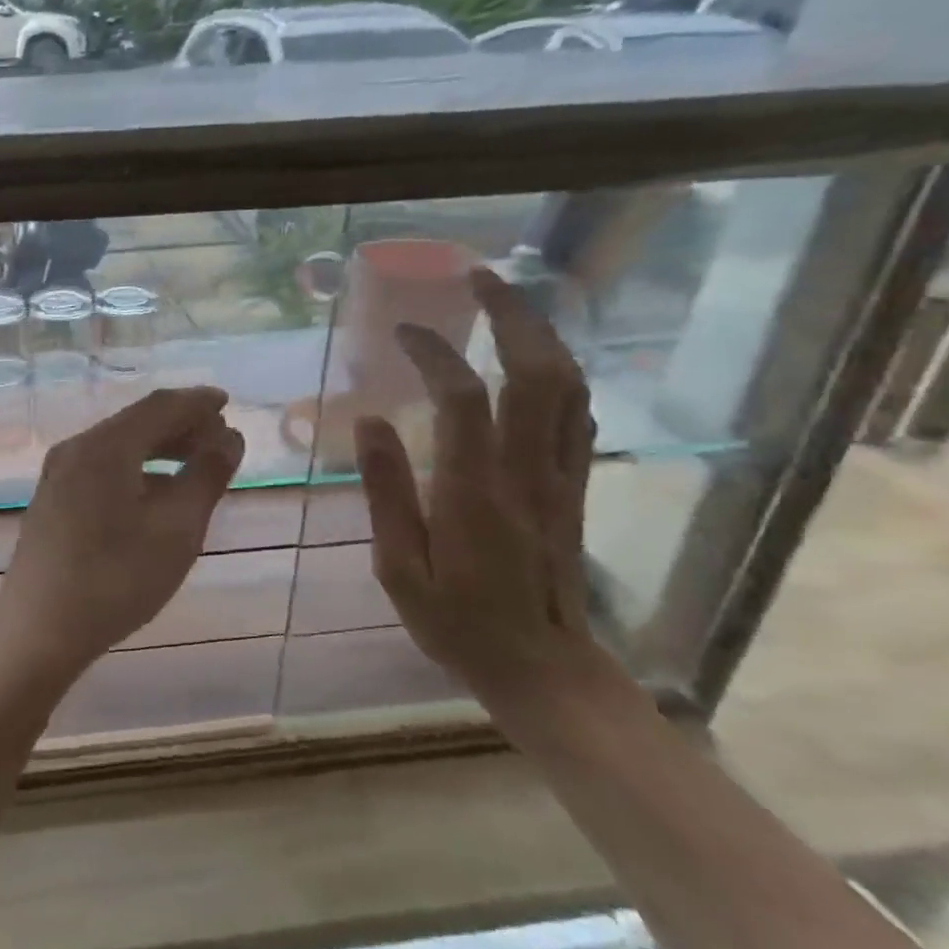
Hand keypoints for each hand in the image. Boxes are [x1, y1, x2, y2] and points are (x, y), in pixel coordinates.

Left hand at [0, 388, 245, 688]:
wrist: (38, 630)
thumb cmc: (116, 578)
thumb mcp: (177, 529)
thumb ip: (206, 476)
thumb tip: (229, 436)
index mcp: (105, 446)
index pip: (159, 406)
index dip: (197, 402)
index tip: (228, 402)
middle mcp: (76, 449)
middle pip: (136, 422)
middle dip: (180, 425)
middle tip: (219, 437)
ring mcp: (57, 475)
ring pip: (118, 446)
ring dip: (158, 448)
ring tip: (195, 464)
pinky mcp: (52, 500)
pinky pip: (101, 467)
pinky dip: (136, 468)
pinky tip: (155, 494)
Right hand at [354, 268, 598, 704]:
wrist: (544, 670)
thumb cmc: (458, 625)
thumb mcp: (399, 569)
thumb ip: (385, 492)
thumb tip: (369, 422)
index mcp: (476, 494)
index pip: (464, 400)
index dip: (435, 354)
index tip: (404, 332)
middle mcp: (529, 474)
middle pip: (538, 374)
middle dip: (512, 315)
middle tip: (479, 277)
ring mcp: (562, 479)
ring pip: (569, 388)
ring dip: (543, 334)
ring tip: (508, 303)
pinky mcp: (576, 488)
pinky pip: (579, 416)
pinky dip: (560, 374)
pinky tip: (536, 361)